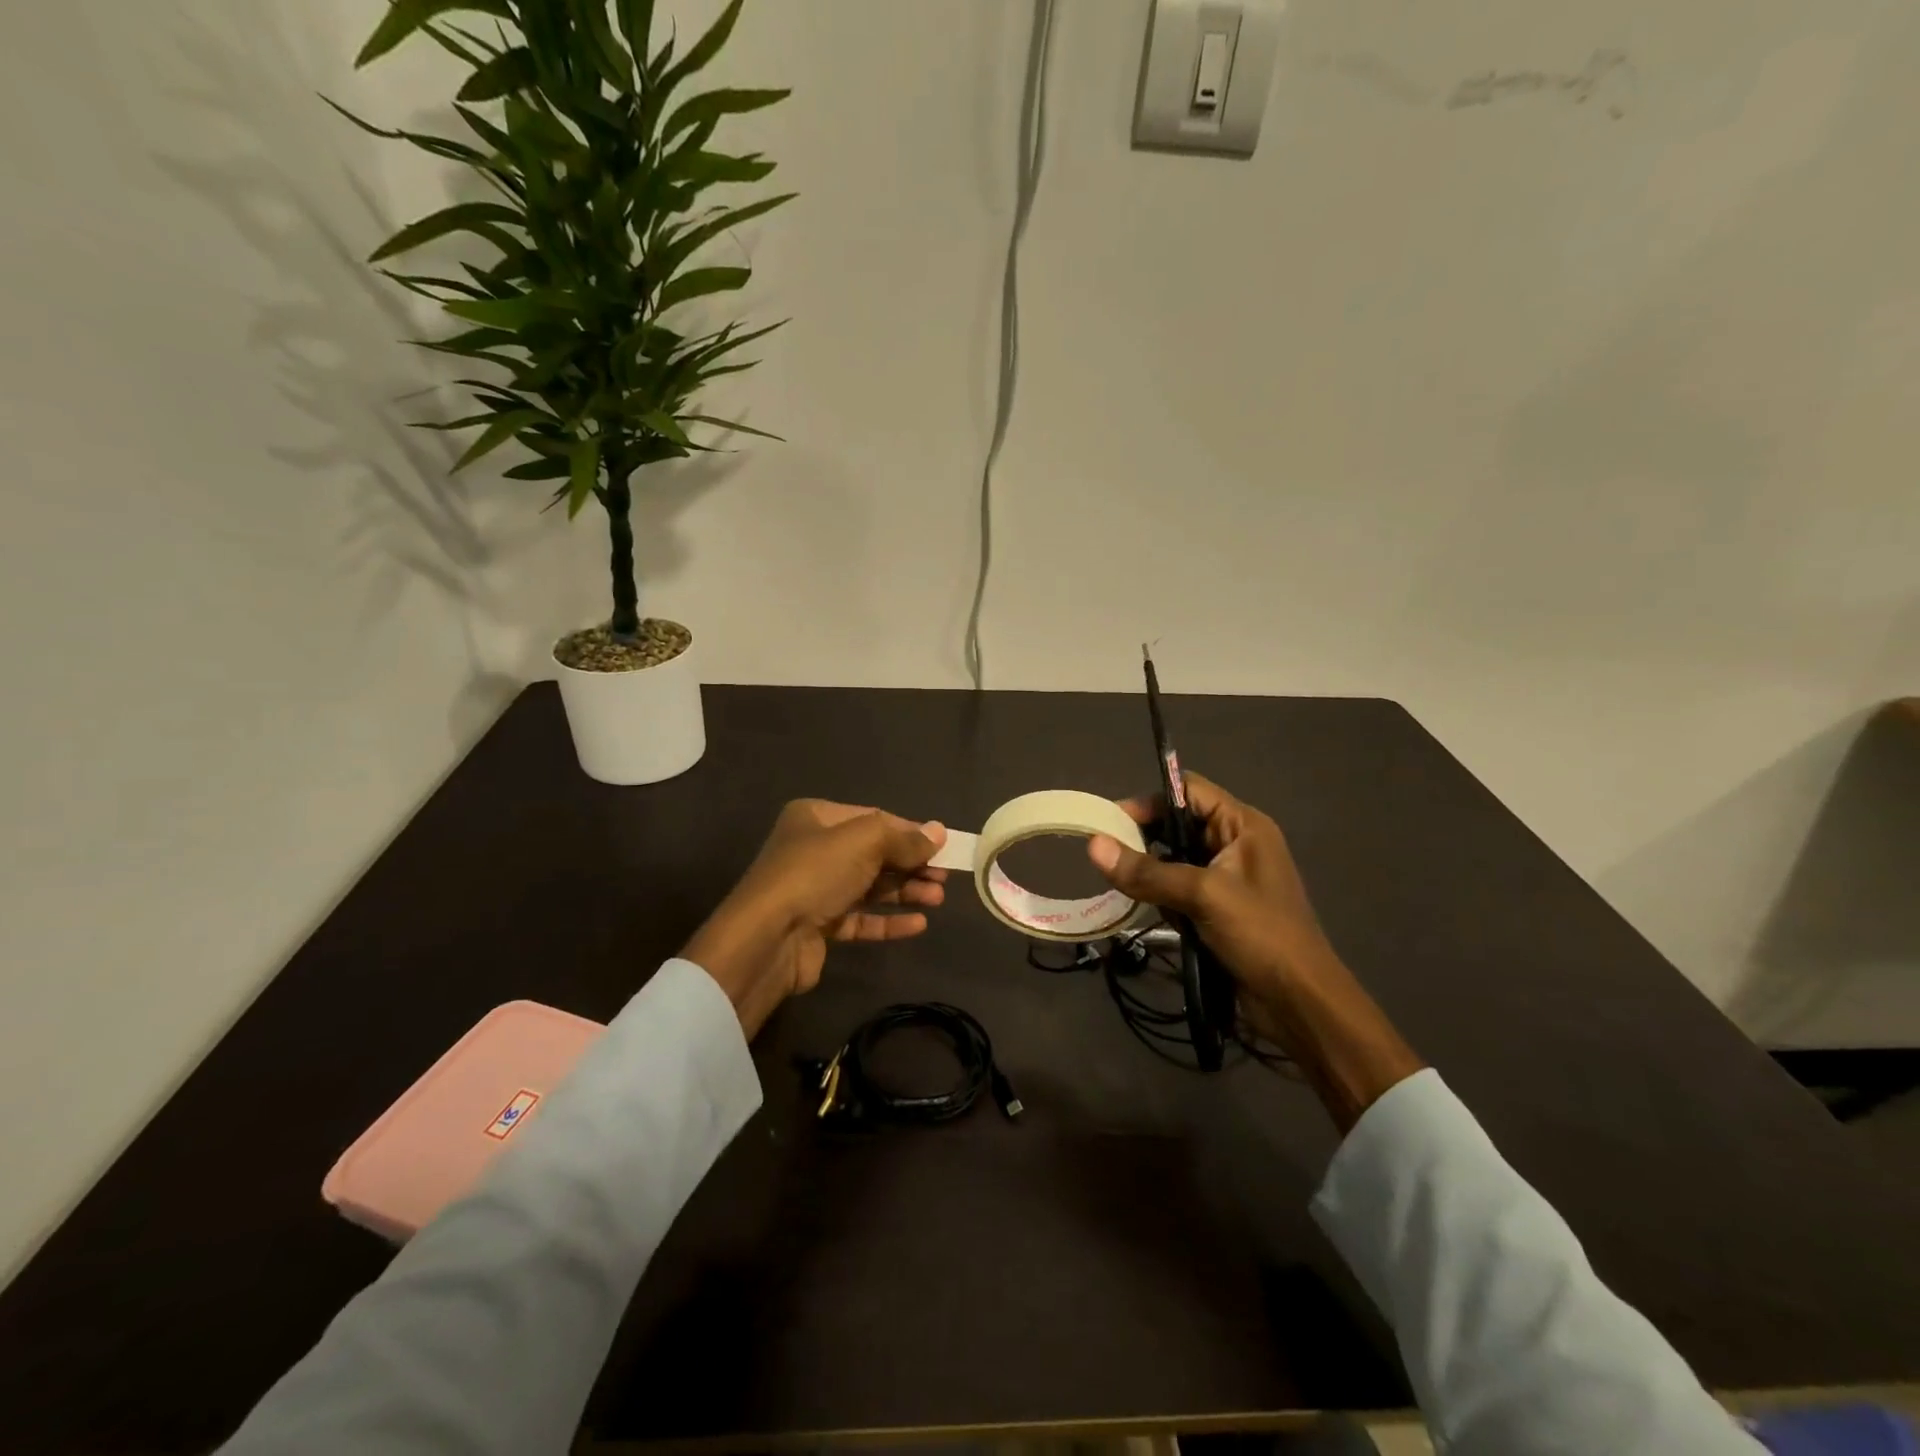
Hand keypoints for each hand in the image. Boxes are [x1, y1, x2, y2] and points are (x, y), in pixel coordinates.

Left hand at [682, 800, 948, 1037]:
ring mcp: (816, 889)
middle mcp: (815, 849)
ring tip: (937, 899)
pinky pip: (862, 918)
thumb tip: (939, 832)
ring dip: (905, 891)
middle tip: (944, 877)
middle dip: (911, 864)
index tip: (943, 847)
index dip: (910, 832)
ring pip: (871, 886)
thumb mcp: (864, 842)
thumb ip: (903, 837)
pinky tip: (918, 924)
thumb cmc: (815, 873)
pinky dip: (889, 920)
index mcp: (817, 817)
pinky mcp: (820, 925)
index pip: (874, 818)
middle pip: (875, 853)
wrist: (767, 938)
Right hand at [1086, 772, 1423, 1130]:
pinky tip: (1154, 913)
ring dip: (1151, 874)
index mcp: (1242, 825)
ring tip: (1130, 889)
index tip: (1110, 822)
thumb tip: (1093, 845)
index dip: (1150, 801)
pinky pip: (1178, 889)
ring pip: (1173, 859)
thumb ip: (1147, 871)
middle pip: (1177, 824)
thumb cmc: (1261, 935)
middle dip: (1144, 840)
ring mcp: (1227, 877)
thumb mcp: (1203, 896)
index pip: (1188, 791)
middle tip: (1111, 858)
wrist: (1299, 1003)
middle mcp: (1234, 843)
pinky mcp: (1218, 909)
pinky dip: (1161, 898)